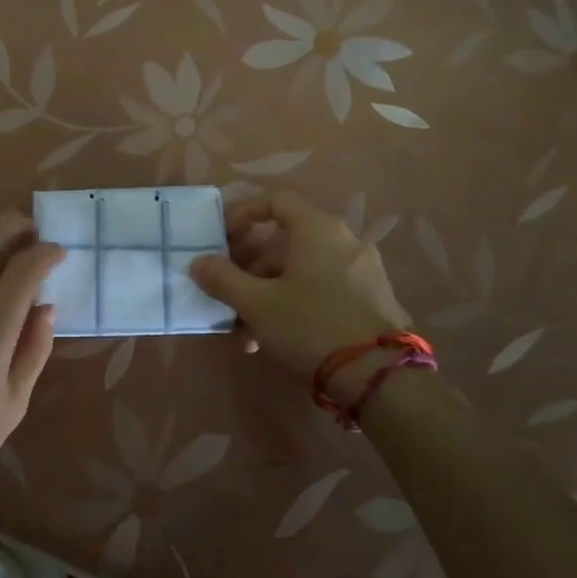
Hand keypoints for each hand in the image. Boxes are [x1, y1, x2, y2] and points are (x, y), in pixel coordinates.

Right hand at [189, 190, 410, 380]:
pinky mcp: (374, 300)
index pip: (276, 201)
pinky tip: (277, 340)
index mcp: (319, 229)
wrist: (377, 376)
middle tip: (229, 293)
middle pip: (288, 241)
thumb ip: (223, 279)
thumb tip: (198, 263)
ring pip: (304, 271)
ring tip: (246, 332)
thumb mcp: (257, 304)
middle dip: (251, 268)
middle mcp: (346, 240)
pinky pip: (325, 289)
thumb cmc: (310, 326)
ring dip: (270, 293)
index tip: (222, 241)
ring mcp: (365, 271)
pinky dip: (297, 303)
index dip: (243, 215)